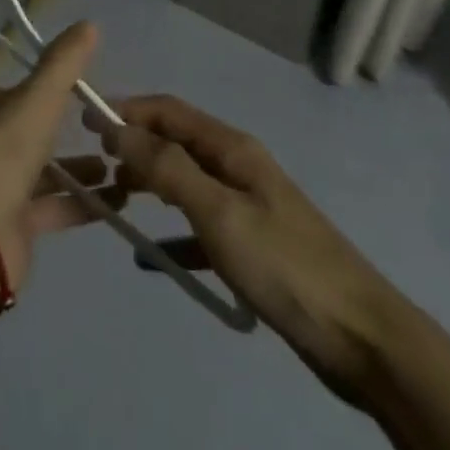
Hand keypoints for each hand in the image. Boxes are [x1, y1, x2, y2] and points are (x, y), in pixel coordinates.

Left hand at [0, 23, 116, 290]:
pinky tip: (117, 199)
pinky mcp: (13, 223)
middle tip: (72, 107)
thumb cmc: (2, 150)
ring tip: (108, 157)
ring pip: (34, 169)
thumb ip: (63, 63)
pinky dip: (82, 203)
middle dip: (33, 117)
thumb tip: (88, 24)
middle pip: (0, 124)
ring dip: (70, 165)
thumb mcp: (38, 98)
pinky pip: (52, 207)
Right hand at [89, 94, 406, 402]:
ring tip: (114, 202)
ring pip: (186, 182)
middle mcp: (238, 167)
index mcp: (231, 148)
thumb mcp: (219, 212)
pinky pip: (200, 229)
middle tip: (94, 165)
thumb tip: (118, 128)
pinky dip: (174, 236)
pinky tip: (152, 260)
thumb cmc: (284, 266)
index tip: (86, 121)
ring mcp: (247, 207)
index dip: (127, 110)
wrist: (363, 339)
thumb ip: (167, 168)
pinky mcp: (254, 247)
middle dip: (134, 146)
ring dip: (150, 185)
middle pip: (175, 142)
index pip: (168, 110)